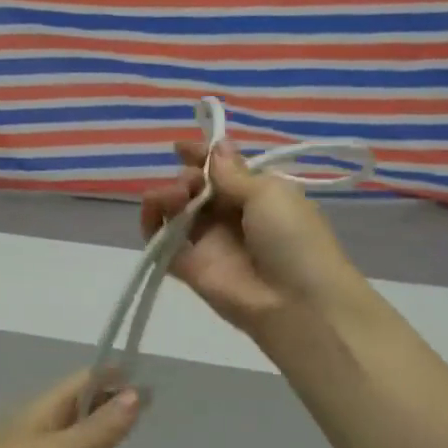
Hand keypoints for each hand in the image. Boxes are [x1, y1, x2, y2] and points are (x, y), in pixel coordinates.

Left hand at [0, 371, 143, 447]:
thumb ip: (97, 430)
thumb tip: (138, 395)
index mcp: (42, 410)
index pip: (84, 382)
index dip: (114, 379)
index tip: (150, 384)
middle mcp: (36, 428)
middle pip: (78, 410)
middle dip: (107, 408)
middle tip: (146, 416)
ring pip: (67, 442)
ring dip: (91, 442)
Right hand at [140, 139, 362, 332]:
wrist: (297, 302)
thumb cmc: (292, 237)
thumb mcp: (269, 193)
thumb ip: (233, 173)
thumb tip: (218, 146)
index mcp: (257, 196)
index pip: (222, 171)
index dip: (202, 157)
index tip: (182, 147)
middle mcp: (230, 218)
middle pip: (196, 188)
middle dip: (187, 176)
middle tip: (190, 182)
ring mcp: (208, 243)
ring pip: (176, 211)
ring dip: (168, 195)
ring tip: (176, 196)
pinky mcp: (188, 267)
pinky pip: (161, 242)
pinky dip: (150, 223)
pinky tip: (152, 209)